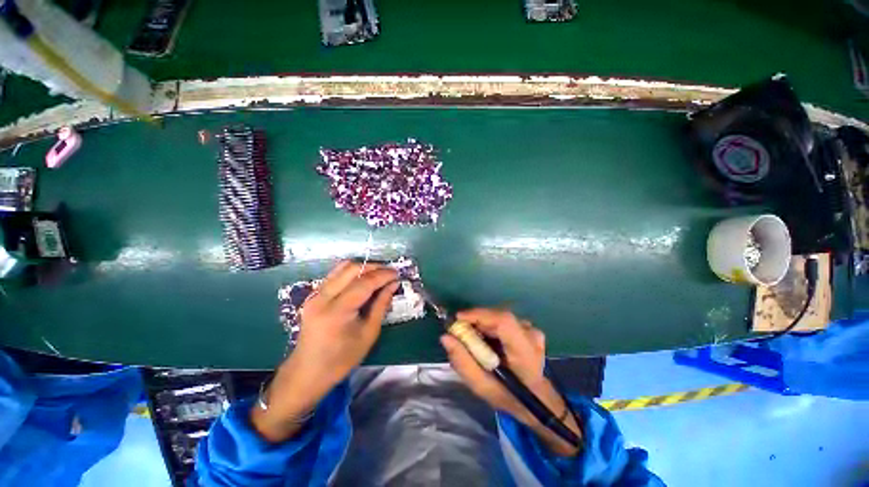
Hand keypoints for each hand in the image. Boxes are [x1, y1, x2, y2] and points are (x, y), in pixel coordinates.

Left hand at [252, 261, 398, 441]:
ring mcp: (315, 294)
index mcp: (337, 311)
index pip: (364, 282)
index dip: (383, 275)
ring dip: (363, 267)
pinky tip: (362, 279)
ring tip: (378, 274)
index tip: (397, 273)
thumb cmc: (341, 359)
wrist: (307, 372)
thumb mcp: (368, 334)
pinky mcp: (313, 295)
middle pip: (352, 269)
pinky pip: (335, 275)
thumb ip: (381, 305)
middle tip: (389, 273)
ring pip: (342, 268)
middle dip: (374, 267)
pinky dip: (352, 272)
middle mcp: (323, 297)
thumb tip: (393, 284)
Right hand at [440, 308, 581, 455]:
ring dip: (482, 324)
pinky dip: (490, 326)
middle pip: (498, 316)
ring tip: (473, 339)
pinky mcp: (528, 328)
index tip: (458, 319)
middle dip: (475, 321)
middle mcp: (531, 335)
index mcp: (524, 352)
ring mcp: (532, 330)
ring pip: (499, 317)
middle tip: (460, 332)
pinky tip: (486, 339)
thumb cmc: (509, 397)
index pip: (503, 321)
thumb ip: (463, 362)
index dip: (479, 315)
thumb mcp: (482, 386)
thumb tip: (446, 337)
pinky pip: (503, 320)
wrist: (538, 400)